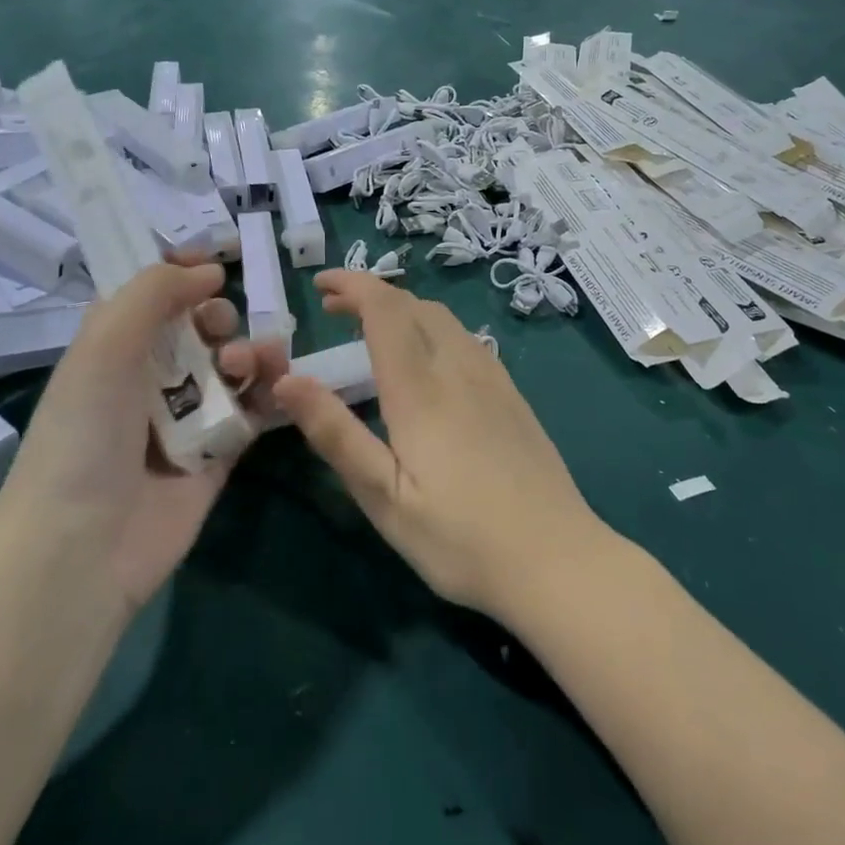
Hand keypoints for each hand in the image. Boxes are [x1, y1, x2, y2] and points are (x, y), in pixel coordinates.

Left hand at [1, 260, 290, 611]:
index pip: (153, 298)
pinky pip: (252, 412)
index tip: (214, 266)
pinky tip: (279, 385)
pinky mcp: (218, 455)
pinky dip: (270, 393)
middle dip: (220, 318)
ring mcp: (186, 419)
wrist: (85, 544)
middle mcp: (149, 379)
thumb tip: (208, 270)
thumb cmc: (85, 432)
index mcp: (113, 350)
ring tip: (248, 365)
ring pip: (232, 368)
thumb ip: (154, 293)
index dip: (183, 277)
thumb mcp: (104, 344)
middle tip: (220, 331)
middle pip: (200, 330)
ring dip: (251, 353)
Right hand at [272, 270, 606, 619]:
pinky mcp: (513, 398)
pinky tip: (428, 362)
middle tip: (335, 309)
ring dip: (404, 309)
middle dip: (372, 294)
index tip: (320, 283)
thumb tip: (286, 379)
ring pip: (445, 319)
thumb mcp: (383, 497)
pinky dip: (433, 328)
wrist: (558, 561)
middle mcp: (460, 370)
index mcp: (421, 389)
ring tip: (374, 330)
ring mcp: (494, 381)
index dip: (352, 285)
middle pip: (415, 305)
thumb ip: (335, 433)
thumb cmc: (460, 539)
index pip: (385, 310)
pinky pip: (467, 340)